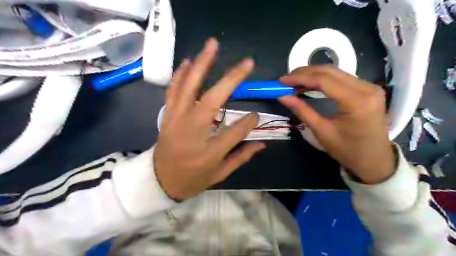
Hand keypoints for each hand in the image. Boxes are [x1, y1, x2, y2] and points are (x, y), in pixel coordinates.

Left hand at [155, 39, 265, 200]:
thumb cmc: (191, 179)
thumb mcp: (220, 174)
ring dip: (201, 65)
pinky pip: (173, 90)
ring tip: (212, 46)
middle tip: (246, 62)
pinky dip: (180, 74)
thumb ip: (241, 156)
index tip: (257, 115)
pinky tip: (188, 61)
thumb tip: (262, 143)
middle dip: (231, 79)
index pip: (236, 131)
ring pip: (189, 87)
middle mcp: (192, 131)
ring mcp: (176, 120)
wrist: (159, 181)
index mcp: (209, 151)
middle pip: (213, 99)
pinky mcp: (167, 115)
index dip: (249, 122)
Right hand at [278, 66, 395, 183]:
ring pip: (336, 72)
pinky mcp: (368, 89)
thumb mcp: (322, 131)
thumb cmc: (347, 150)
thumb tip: (282, 97)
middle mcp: (366, 88)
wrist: (374, 160)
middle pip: (330, 71)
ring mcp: (369, 87)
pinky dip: (323, 79)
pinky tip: (311, 83)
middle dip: (305, 73)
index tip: (282, 81)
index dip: (300, 78)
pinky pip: (342, 78)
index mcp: (356, 101)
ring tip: (295, 81)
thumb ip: (302, 111)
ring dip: (313, 74)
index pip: (324, 80)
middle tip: (286, 80)